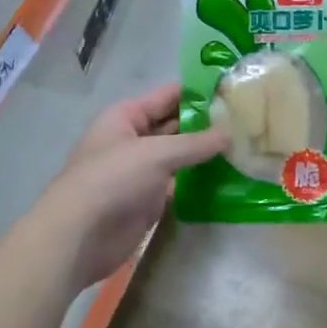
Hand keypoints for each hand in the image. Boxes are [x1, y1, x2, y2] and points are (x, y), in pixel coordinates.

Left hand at [40, 83, 225, 290]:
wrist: (79, 236)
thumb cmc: (113, 180)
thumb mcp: (156, 153)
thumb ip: (196, 143)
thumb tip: (230, 134)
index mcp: (127, 116)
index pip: (169, 96)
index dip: (199, 92)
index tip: (234, 90)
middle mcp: (133, 139)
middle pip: (175, 125)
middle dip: (207, 124)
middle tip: (247, 121)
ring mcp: (141, 171)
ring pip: (179, 156)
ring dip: (206, 154)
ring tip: (245, 147)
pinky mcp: (148, 200)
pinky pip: (179, 183)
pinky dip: (199, 181)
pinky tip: (229, 177)